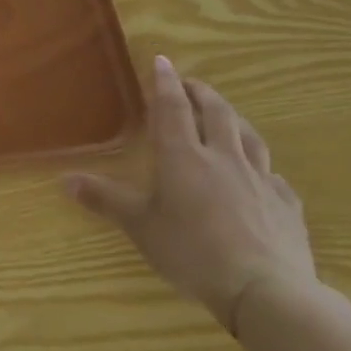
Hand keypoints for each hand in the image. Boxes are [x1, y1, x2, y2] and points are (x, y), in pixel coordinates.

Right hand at [65, 56, 315, 332]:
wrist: (265, 289)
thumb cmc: (192, 251)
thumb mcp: (139, 226)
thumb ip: (105, 199)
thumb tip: (64, 179)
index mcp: (183, 156)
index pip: (172, 108)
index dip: (166, 83)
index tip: (163, 60)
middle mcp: (223, 158)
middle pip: (216, 113)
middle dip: (202, 93)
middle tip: (191, 84)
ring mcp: (260, 179)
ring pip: (248, 137)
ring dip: (234, 119)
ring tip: (226, 116)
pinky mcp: (286, 205)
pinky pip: (274, 175)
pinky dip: (262, 165)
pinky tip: (262, 174)